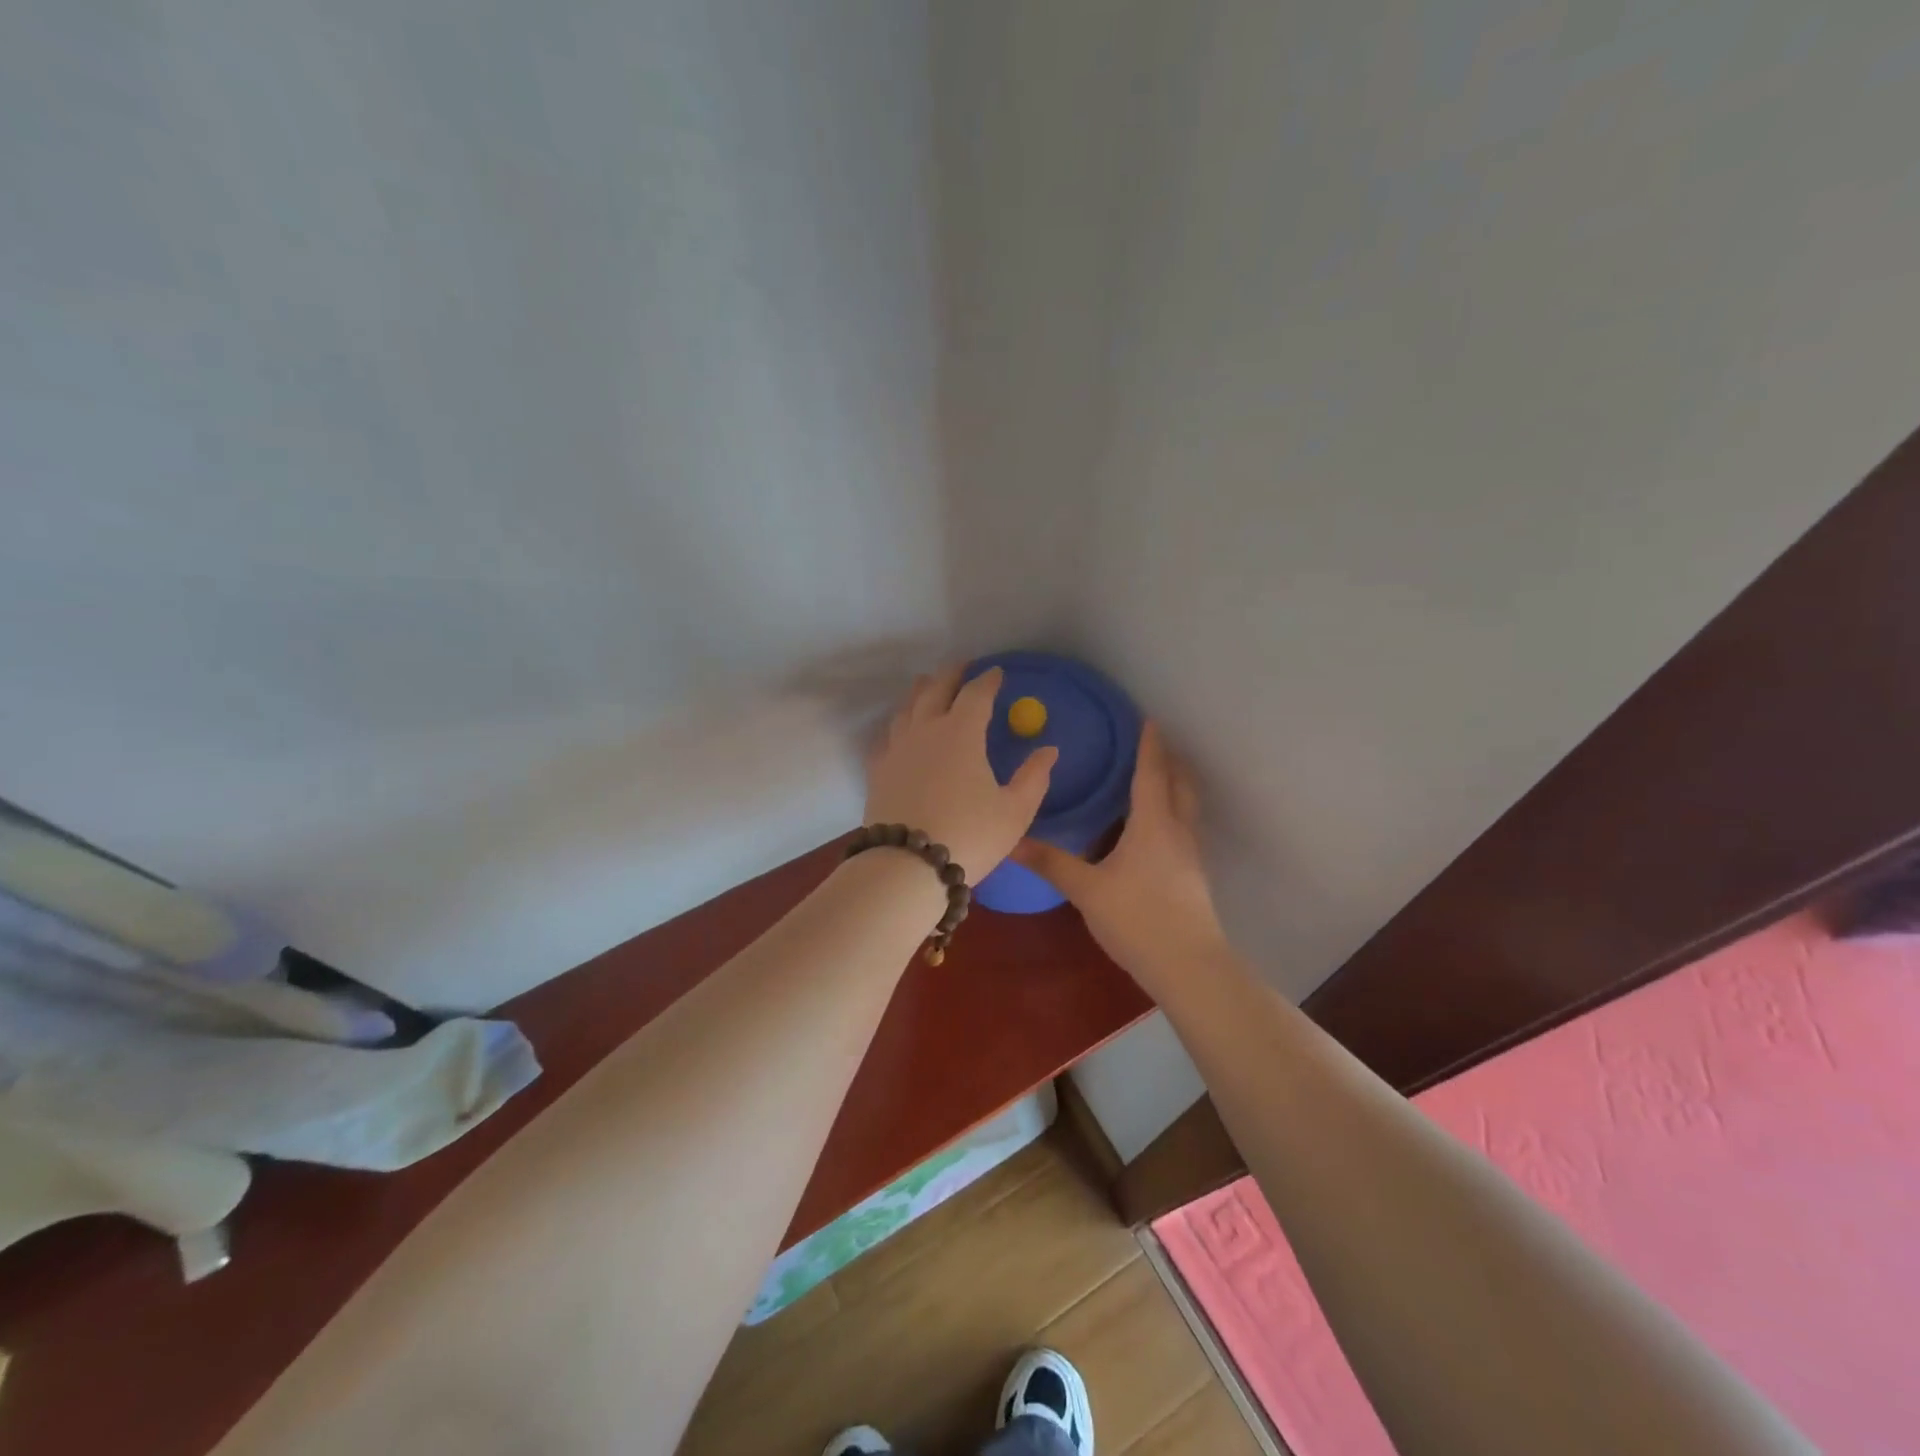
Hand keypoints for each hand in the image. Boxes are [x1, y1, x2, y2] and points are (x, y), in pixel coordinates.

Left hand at [864, 665, 1058, 879]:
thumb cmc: (970, 836)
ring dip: (920, 692)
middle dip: (951, 674)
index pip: (976, 694)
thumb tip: (1049, 750)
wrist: (907, 866)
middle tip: (961, 666)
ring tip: (927, 687)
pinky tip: (900, 730)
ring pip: (906, 708)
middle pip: (935, 689)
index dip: (988, 680)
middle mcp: (925, 730)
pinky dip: (898, 724)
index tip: (996, 673)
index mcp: (961, 733)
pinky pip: (887, 736)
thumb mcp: (1014, 811)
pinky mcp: (878, 770)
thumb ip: (1034, 778)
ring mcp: (896, 749)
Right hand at [1012, 722, 1226, 990]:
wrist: (1190, 967)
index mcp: (1153, 824)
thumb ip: (1051, 862)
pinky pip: (1182, 830)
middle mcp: (1177, 831)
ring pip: (1184, 808)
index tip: (1147, 719)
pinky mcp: (1192, 877)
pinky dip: (1169, 815)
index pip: (1152, 772)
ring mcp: (1190, 855)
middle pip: (1179, 784)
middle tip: (1149, 746)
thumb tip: (1012, 841)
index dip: (1149, 745)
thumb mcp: (1087, 890)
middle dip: (1168, 761)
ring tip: (1149, 782)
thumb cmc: (1138, 918)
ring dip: (1172, 788)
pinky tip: (1149, 833)